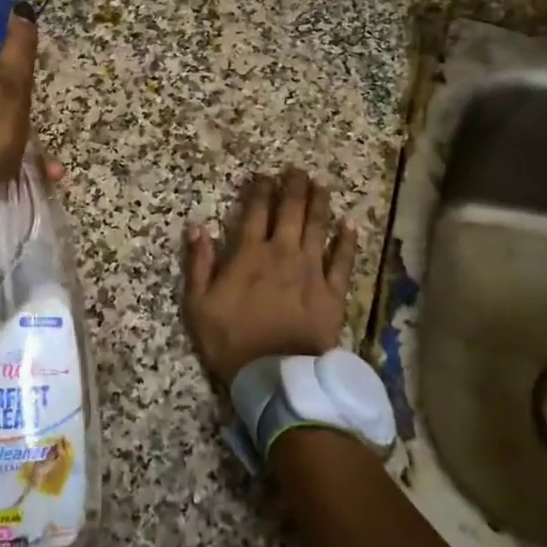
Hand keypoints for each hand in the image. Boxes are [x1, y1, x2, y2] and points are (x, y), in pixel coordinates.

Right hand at [181, 169, 357, 386]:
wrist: (274, 376)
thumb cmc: (231, 341)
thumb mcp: (198, 304)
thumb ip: (198, 263)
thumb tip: (196, 226)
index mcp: (249, 254)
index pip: (255, 211)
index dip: (259, 190)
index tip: (263, 175)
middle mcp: (282, 253)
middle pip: (290, 211)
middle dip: (293, 187)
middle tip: (296, 170)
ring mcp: (311, 271)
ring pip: (317, 227)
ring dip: (318, 203)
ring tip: (320, 184)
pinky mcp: (332, 292)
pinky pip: (342, 260)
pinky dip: (346, 240)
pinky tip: (350, 224)